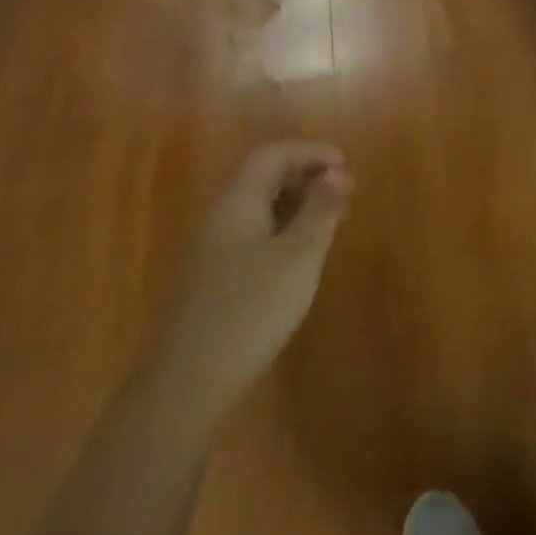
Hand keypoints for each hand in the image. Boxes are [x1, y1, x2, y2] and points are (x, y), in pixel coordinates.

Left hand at [154, 141, 353, 403]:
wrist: (189, 382)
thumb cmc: (252, 308)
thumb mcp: (299, 255)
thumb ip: (320, 209)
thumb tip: (337, 171)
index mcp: (238, 202)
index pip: (273, 155)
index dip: (311, 152)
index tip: (346, 165)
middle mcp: (221, 217)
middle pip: (264, 177)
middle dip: (306, 175)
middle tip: (344, 192)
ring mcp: (213, 249)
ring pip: (259, 207)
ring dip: (297, 202)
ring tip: (331, 220)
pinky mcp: (214, 278)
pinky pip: (254, 232)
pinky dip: (283, 227)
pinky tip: (300, 254)